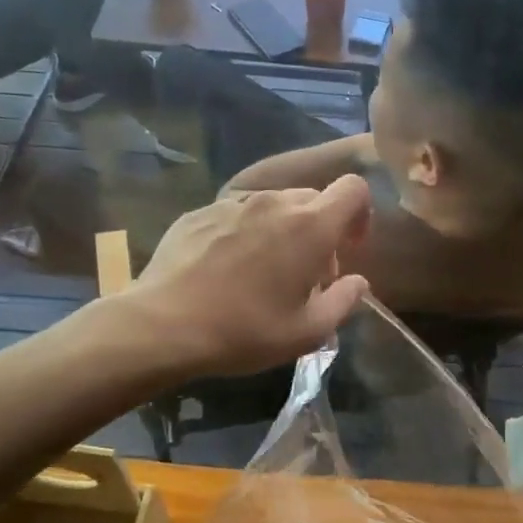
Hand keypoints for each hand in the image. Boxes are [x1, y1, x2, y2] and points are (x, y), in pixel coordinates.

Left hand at [130, 174, 371, 376]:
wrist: (163, 325)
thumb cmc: (245, 331)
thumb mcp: (308, 333)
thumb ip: (344, 302)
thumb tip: (357, 282)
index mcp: (310, 226)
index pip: (353, 190)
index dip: (359, 214)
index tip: (347, 248)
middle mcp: (274, 203)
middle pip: (313, 199)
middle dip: (320, 231)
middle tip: (305, 275)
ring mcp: (232, 204)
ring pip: (274, 206)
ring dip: (282, 232)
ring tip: (263, 274)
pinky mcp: (199, 213)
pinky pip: (237, 215)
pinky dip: (245, 235)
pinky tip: (225, 272)